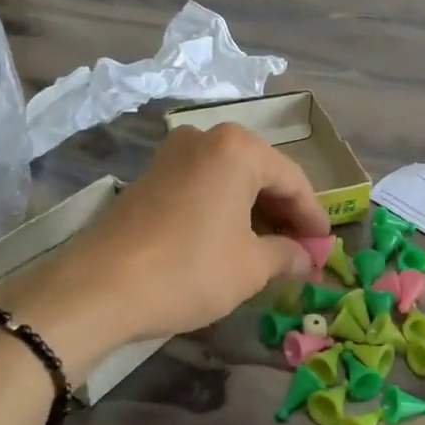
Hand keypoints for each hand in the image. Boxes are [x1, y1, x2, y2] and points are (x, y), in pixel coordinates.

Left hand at [0, 124, 328, 373]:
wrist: (99, 287)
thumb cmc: (189, 269)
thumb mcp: (250, 267)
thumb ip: (287, 254)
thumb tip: (308, 256)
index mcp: (237, 148)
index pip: (293, 179)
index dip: (313, 216)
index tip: (326, 246)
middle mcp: (206, 138)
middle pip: (261, 173)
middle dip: (284, 213)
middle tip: (301, 250)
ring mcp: (173, 154)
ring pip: (231, 179)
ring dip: (255, 212)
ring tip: (270, 250)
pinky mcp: (150, 176)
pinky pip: (203, 186)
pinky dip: (224, 209)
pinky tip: (231, 241)